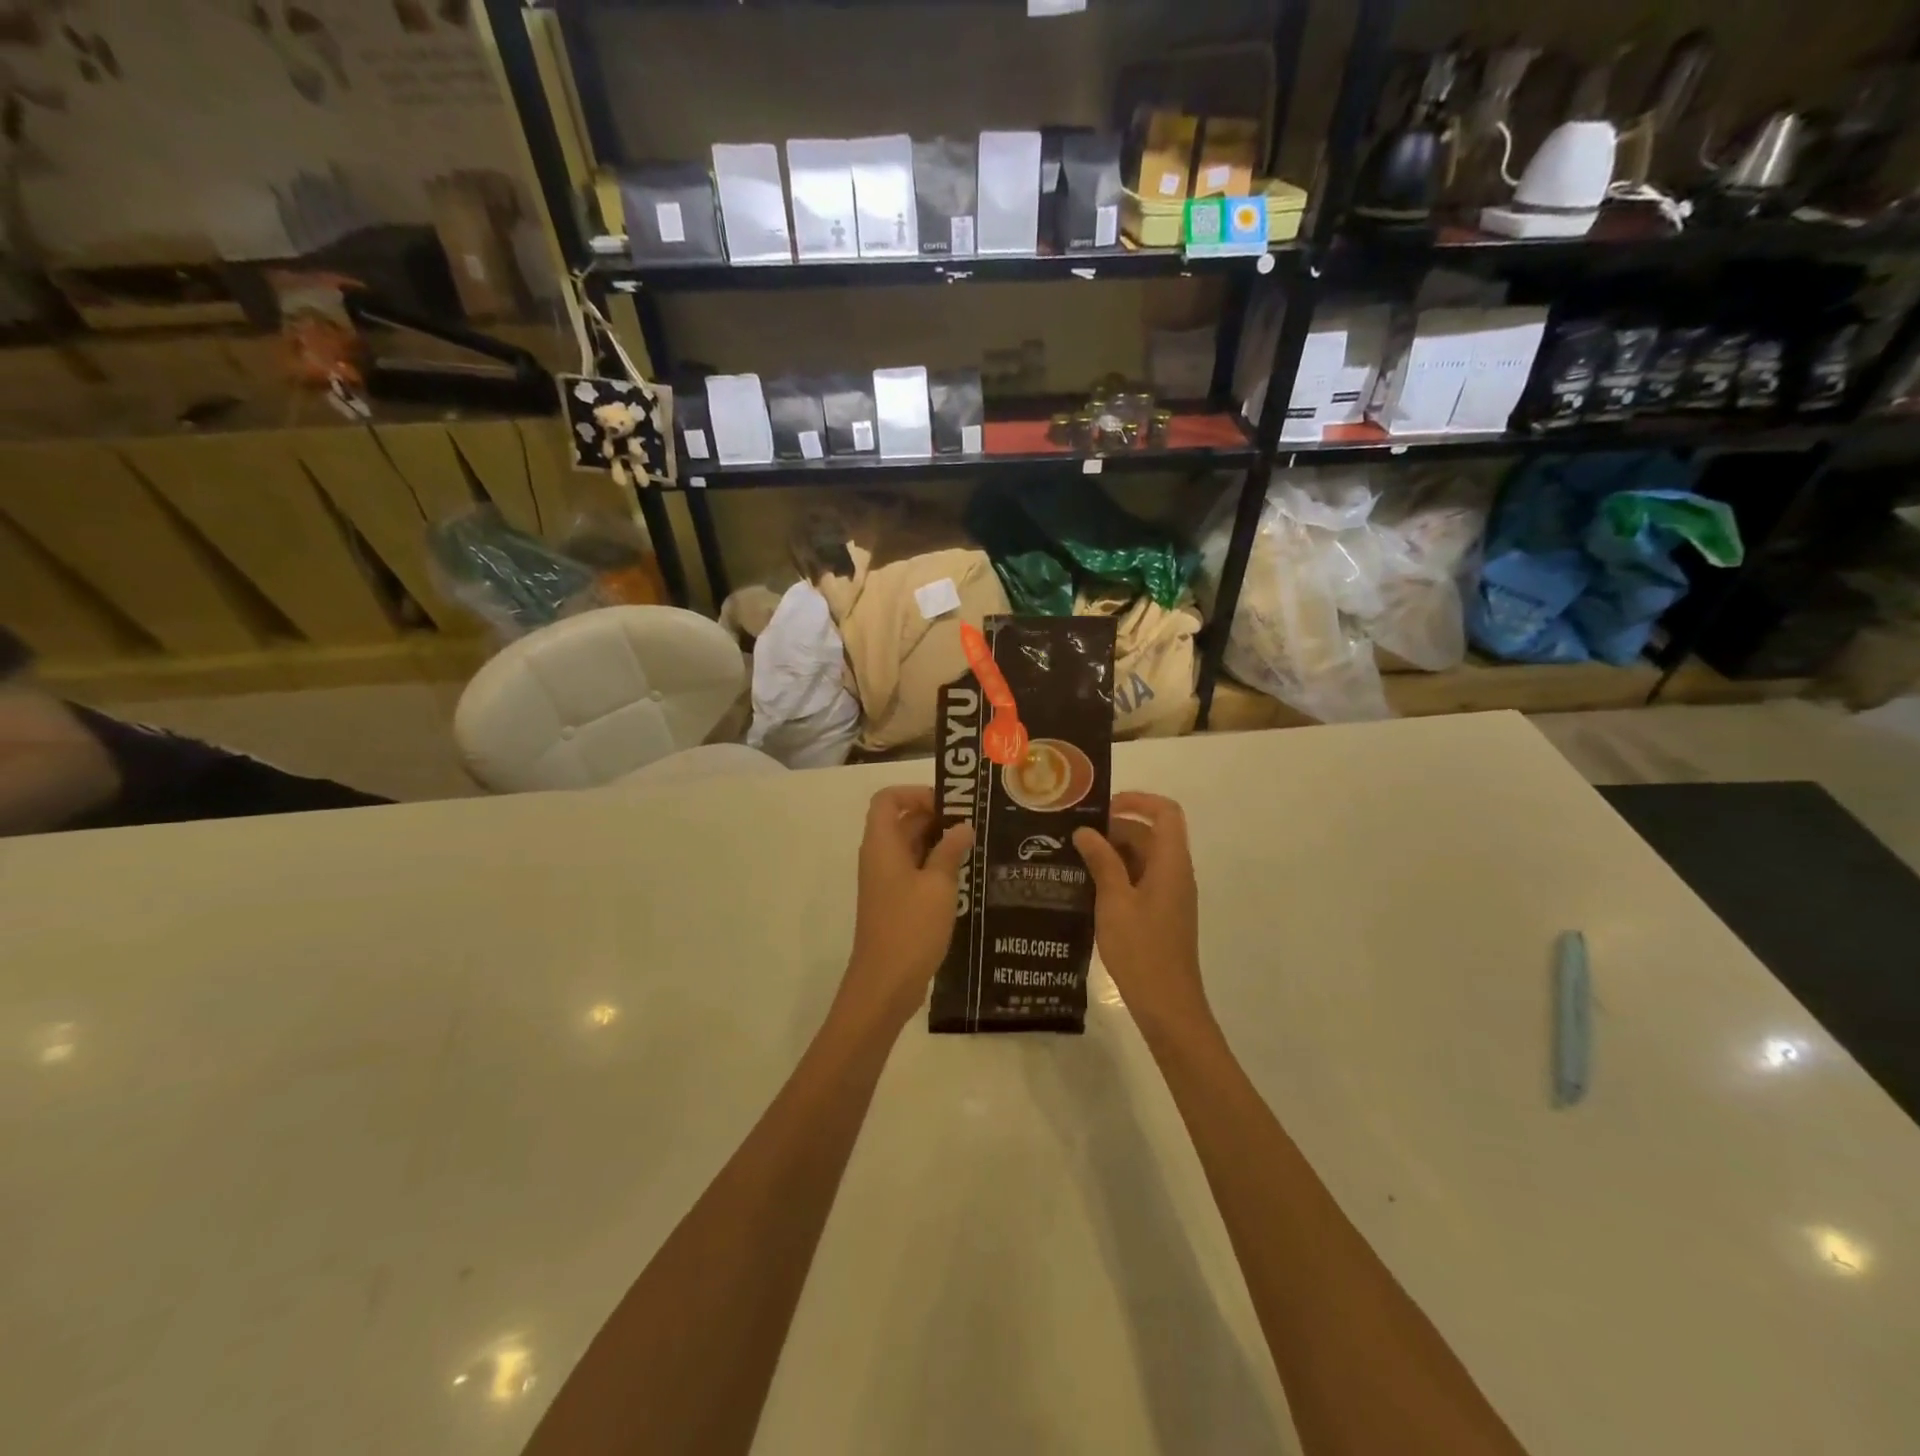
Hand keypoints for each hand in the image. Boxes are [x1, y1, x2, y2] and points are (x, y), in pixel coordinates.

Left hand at [838, 786, 973, 1031]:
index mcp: (882, 844)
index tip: (949, 805)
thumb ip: (950, 851)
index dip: (915, 793)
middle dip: (936, 817)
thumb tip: (962, 827)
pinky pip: (913, 871)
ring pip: (910, 847)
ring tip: (975, 846)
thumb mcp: (938, 885)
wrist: (885, 983)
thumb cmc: (910, 927)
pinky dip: (935, 866)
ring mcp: (885, 881)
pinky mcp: (894, 902)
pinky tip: (965, 876)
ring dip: (938, 843)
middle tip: (974, 824)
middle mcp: (879, 857)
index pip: (888, 799)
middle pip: (901, 821)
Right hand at [1072, 793, 1209, 1036]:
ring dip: (1112, 853)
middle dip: (1114, 829)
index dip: (1137, 800)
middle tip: (1074, 837)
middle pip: (1150, 834)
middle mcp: (1176, 872)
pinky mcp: (1161, 913)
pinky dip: (1117, 875)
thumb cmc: (1142, 950)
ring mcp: (1170, 894)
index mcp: (1171, 863)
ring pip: (1143, 858)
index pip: (1165, 812)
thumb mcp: (1114, 902)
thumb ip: (1102, 862)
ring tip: (1073, 859)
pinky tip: (1087, 887)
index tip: (1102, 807)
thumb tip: (1086, 831)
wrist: (1167, 1005)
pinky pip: (1140, 879)